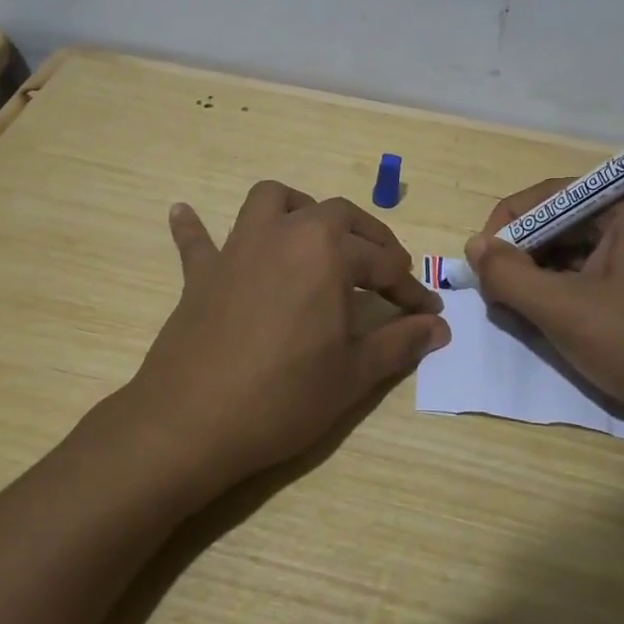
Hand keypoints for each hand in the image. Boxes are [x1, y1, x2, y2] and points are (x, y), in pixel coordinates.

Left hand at [127, 181, 448, 497]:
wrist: (193, 422)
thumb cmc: (284, 397)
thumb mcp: (353, 374)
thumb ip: (399, 343)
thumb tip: (438, 327)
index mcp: (327, 252)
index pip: (384, 265)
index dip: (411, 292)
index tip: (429, 314)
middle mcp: (284, 234)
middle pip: (336, 215)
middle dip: (369, 239)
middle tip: (386, 274)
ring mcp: (237, 249)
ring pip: (270, 201)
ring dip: (297, 209)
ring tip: (313, 237)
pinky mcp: (200, 273)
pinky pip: (196, 239)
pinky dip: (195, 227)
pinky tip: (185, 213)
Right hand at [464, 179, 623, 435]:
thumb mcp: (564, 311)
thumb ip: (509, 275)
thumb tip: (473, 246)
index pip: (547, 196)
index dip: (505, 229)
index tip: (481, 270)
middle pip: (559, 222)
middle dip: (523, 257)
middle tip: (498, 297)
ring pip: (573, 248)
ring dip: (540, 278)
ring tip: (522, 312)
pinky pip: (593, 269)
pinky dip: (565, 290)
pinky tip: (552, 319)